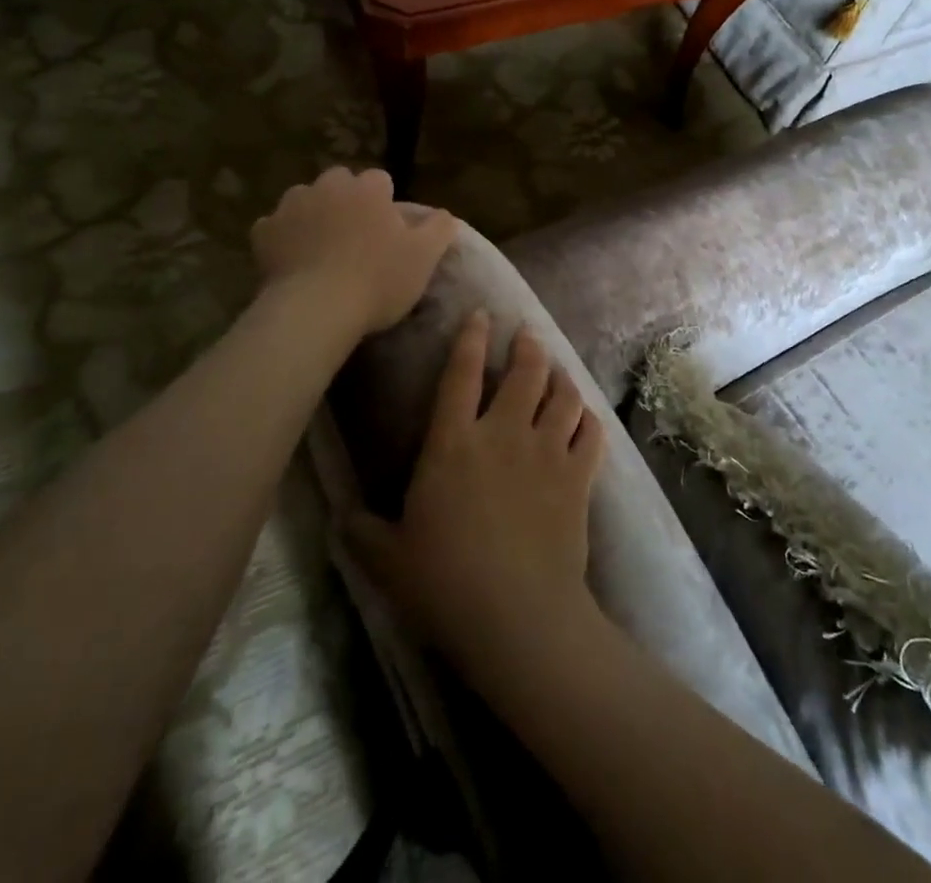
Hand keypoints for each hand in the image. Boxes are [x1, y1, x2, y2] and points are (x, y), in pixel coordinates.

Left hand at [250, 167, 458, 335]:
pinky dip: (283, 238)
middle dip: (347, 200)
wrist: (316, 309)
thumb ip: (439, 228)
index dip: (385, 202)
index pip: (380, 180)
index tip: (388, 230)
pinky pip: (275, 227)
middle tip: (356, 236)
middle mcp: (328, 187)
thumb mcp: (424, 257)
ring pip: (305, 200)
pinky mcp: (263, 232)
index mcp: (368, 189)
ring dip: (314, 214)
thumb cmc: (378, 280)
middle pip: (340, 182)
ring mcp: (291, 206)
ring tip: (322, 248)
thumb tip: (443, 214)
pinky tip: (292, 260)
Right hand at [345, 313, 606, 687]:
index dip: (471, 339)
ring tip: (558, 372)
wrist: (518, 615)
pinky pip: (590, 433)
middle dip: (527, 347)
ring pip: (562, 395)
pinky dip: (588, 419)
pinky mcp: (578, 477)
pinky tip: (585, 418)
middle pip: (524, 372)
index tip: (481, 315)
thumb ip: (363, 532)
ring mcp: (546, 452)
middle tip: (528, 335)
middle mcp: (503, 433)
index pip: (460, 374)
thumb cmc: (445, 582)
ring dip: (561, 377)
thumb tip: (340, 517)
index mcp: (453, 443)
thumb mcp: (388, 559)